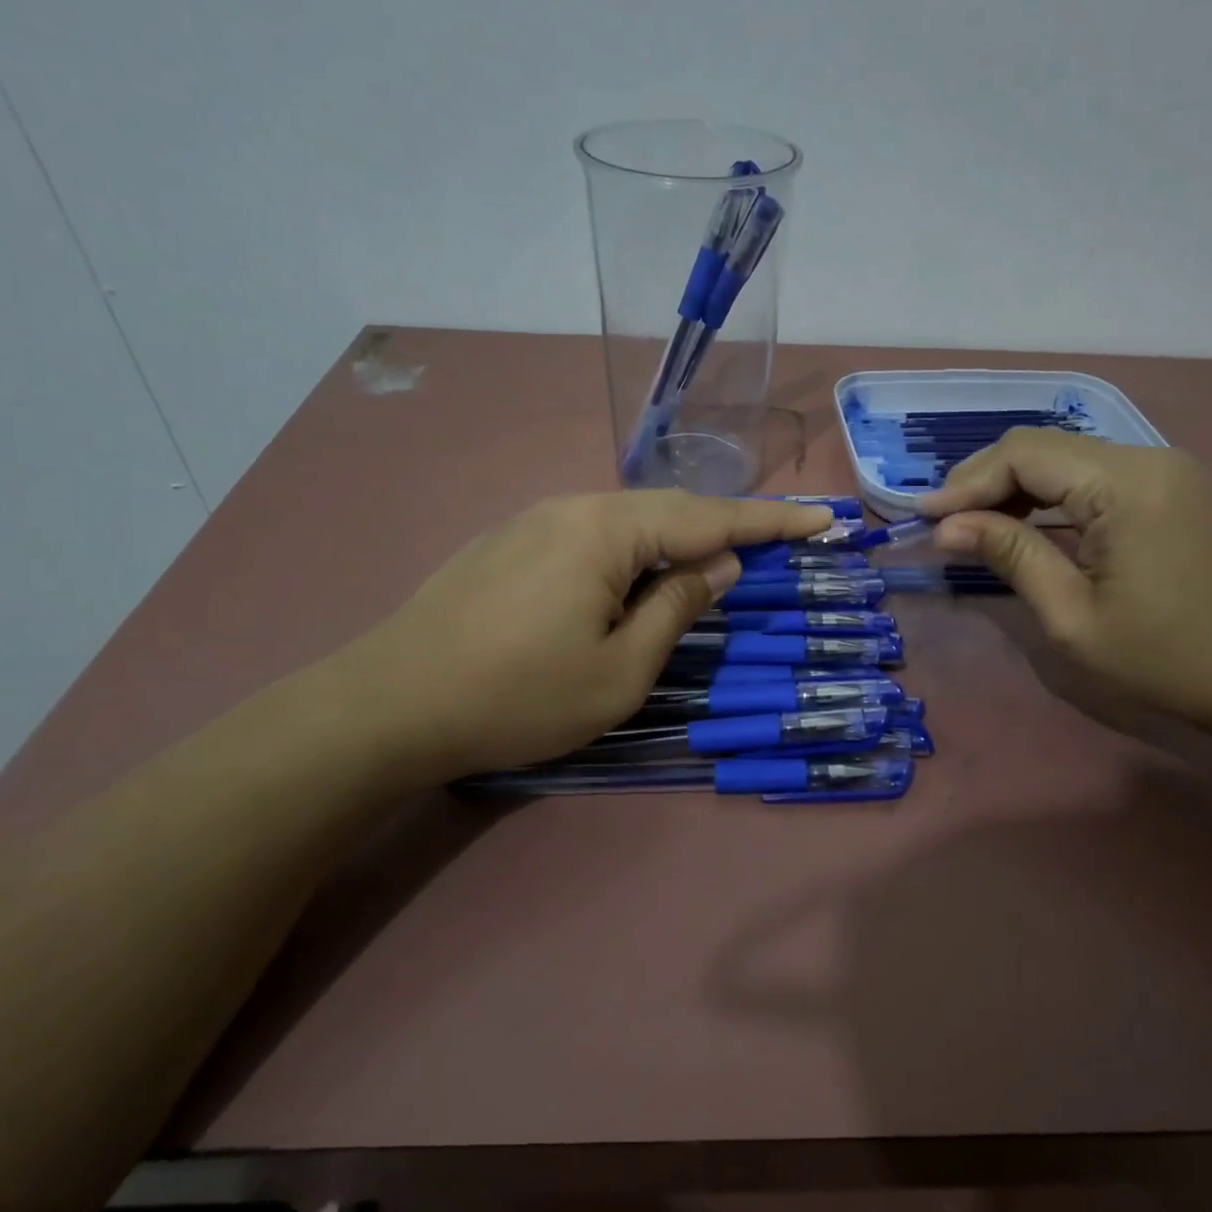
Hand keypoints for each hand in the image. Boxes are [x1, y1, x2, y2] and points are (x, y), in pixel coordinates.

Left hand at [327, 492, 831, 784]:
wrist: (389, 704)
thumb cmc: (517, 695)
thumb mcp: (620, 670)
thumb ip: (677, 608)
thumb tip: (719, 568)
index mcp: (607, 530)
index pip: (710, 518)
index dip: (771, 522)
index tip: (822, 518)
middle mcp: (573, 507)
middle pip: (669, 510)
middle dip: (727, 527)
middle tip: (778, 542)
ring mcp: (535, 521)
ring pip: (627, 522)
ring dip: (676, 542)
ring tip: (712, 566)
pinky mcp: (509, 543)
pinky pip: (592, 536)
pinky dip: (632, 553)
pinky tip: (635, 578)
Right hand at [921, 430, 1211, 733]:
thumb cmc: (1165, 659)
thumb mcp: (1072, 616)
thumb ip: (1010, 555)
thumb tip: (946, 526)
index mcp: (1126, 485)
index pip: (1025, 455)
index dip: (967, 482)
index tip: (924, 518)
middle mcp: (1146, 458)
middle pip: (1041, 446)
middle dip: (983, 480)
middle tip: (942, 522)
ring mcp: (1161, 469)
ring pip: (1062, 456)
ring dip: (1010, 485)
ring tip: (970, 525)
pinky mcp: (1164, 487)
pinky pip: (1087, 473)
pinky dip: (1044, 493)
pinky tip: (1019, 522)